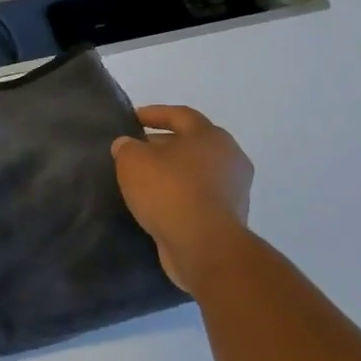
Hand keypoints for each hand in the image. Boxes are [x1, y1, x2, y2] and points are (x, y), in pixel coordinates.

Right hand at [112, 105, 253, 296]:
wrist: (204, 246)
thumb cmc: (170, 192)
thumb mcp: (133, 161)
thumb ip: (127, 147)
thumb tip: (128, 145)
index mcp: (210, 135)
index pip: (180, 114)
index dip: (154, 114)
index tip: (132, 119)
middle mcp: (229, 157)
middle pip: (191, 143)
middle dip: (163, 145)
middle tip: (136, 151)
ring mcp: (234, 189)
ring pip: (196, 172)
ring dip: (173, 173)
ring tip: (144, 180)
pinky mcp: (230, 217)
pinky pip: (199, 197)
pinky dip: (181, 196)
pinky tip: (159, 204)